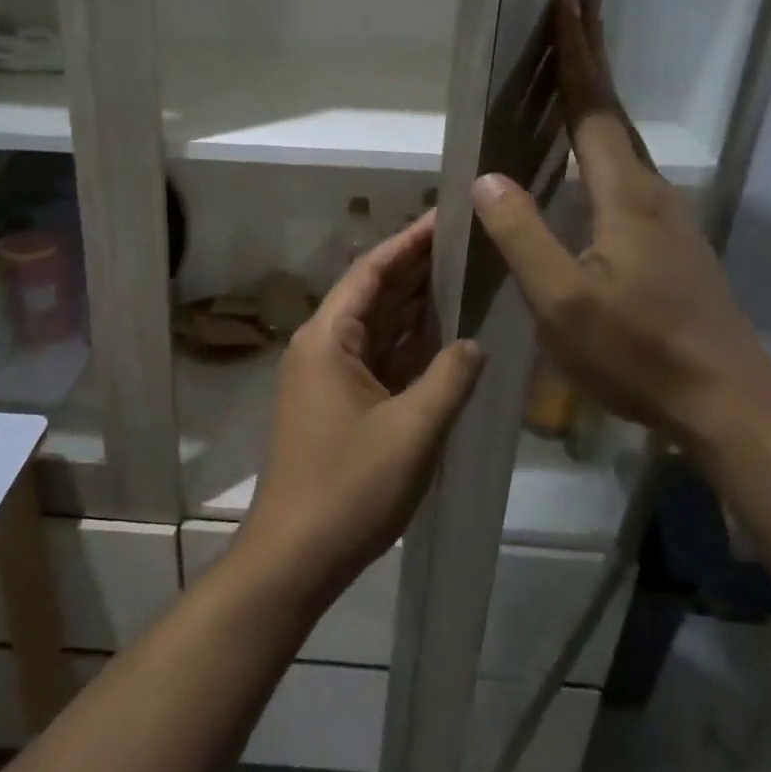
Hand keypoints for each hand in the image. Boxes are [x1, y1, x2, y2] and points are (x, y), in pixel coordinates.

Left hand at [238, 213, 484, 603]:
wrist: (296, 556)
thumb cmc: (349, 488)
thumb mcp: (413, 430)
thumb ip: (450, 378)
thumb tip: (474, 341)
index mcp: (328, 339)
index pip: (371, 272)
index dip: (409, 241)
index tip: (446, 215)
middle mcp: (323, 349)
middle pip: (374, 295)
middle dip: (418, 269)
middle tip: (468, 242)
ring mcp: (328, 379)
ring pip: (378, 330)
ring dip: (416, 308)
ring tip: (465, 277)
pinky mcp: (339, 406)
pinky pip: (379, 363)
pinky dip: (409, 349)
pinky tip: (445, 338)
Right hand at [470, 0, 770, 446]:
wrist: (723, 398)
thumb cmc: (636, 351)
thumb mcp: (562, 301)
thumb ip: (524, 236)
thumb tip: (487, 178)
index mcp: (626, 197)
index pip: (593, 112)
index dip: (578, 59)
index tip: (568, 5)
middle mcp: (652, 194)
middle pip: (615, 115)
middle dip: (595, 60)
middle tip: (581, 10)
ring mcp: (668, 220)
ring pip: (625, 145)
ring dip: (601, 101)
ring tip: (579, 74)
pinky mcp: (671, 245)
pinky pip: (629, 175)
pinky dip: (607, 144)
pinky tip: (595, 163)